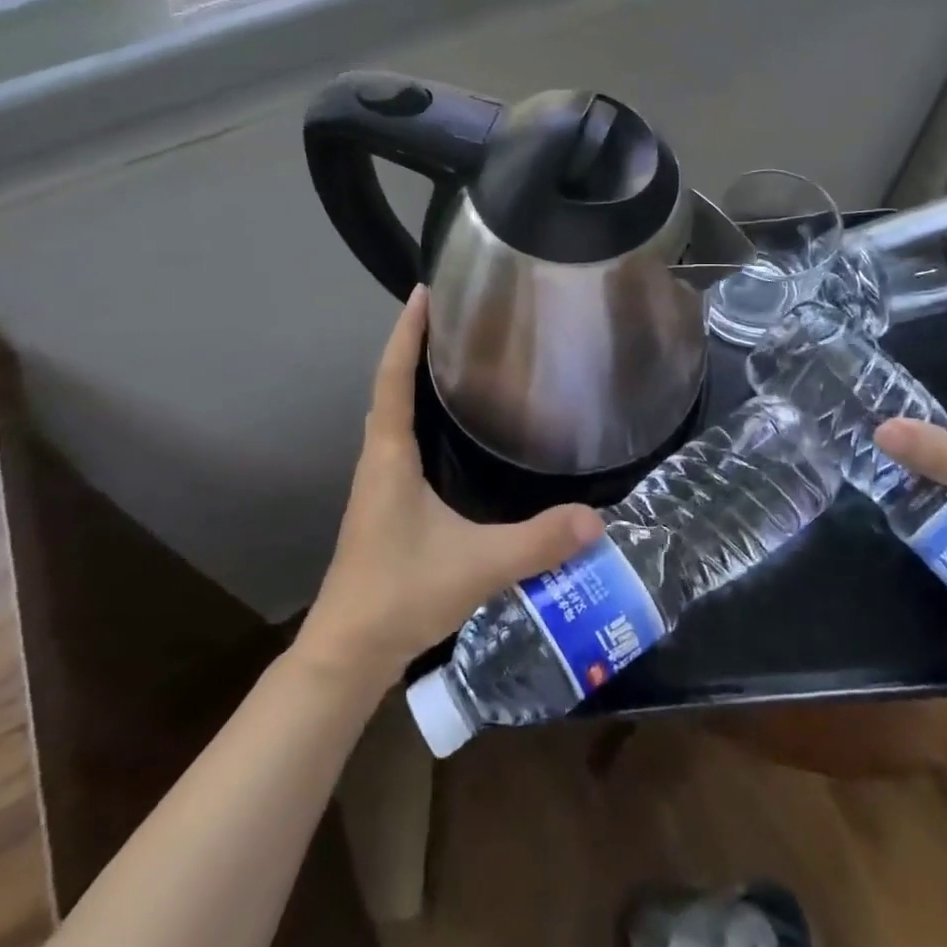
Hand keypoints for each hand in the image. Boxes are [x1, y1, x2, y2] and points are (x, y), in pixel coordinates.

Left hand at [295, 287, 604, 691]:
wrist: (348, 653)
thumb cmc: (401, 595)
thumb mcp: (477, 566)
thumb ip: (538, 542)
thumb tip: (598, 519)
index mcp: (390, 456)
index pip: (393, 377)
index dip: (407, 332)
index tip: (423, 292)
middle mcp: (378, 459)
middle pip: (390, 386)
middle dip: (414, 346)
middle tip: (453, 316)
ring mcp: (378, 483)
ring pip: (393, 414)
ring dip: (414, 379)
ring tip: (454, 358)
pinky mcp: (385, 505)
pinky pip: (400, 441)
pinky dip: (419, 415)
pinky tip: (449, 429)